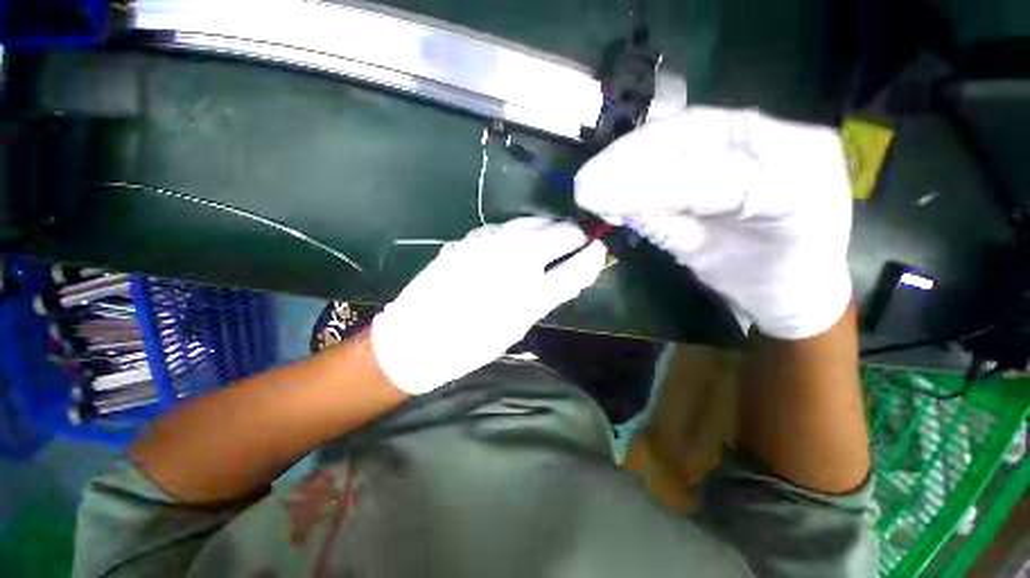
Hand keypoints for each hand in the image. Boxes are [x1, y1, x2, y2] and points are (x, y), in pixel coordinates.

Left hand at [372, 217, 605, 393]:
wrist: (417, 338)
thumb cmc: (470, 344)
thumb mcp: (517, 326)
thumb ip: (545, 297)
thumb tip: (567, 274)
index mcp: (530, 295)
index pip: (576, 267)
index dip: (592, 256)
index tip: (598, 249)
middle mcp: (514, 262)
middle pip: (558, 233)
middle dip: (574, 233)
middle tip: (578, 238)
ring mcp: (491, 245)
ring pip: (532, 222)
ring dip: (548, 226)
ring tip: (553, 233)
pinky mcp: (470, 238)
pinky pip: (505, 226)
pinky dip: (521, 229)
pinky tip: (521, 237)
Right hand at [575, 107, 852, 339]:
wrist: (796, 277)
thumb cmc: (762, 282)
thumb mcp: (713, 265)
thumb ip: (670, 232)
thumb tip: (621, 210)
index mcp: (801, 184)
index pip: (717, 176)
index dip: (653, 186)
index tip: (599, 198)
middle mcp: (791, 141)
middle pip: (698, 135)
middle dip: (633, 158)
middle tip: (586, 181)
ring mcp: (767, 131)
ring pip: (686, 129)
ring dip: (631, 153)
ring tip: (592, 176)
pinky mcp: (740, 134)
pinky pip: (685, 137)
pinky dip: (643, 154)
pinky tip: (614, 171)